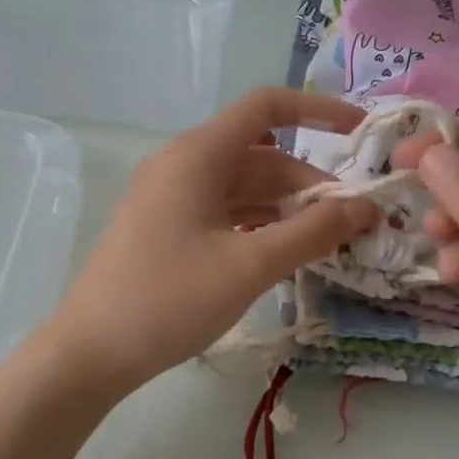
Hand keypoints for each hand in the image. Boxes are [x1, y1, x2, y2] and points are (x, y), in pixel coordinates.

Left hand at [49, 87, 379, 393]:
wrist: (91, 351)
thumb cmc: (170, 300)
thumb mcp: (250, 266)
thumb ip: (312, 232)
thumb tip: (366, 207)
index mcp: (198, 155)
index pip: (266, 107)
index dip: (318, 110)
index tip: (360, 134)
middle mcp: (182, 165)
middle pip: (259, 156)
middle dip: (307, 182)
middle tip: (353, 222)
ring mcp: (170, 199)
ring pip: (242, 188)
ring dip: (285, 208)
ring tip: (327, 241)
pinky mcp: (165, 229)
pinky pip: (223, 212)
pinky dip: (257, 225)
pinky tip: (284, 253)